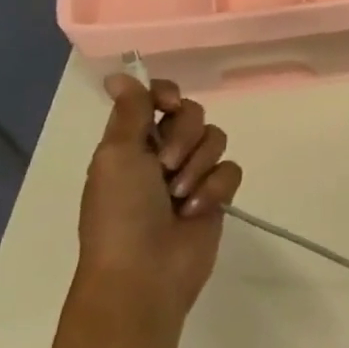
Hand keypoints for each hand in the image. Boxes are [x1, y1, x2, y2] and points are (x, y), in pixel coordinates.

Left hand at [77, 74, 243, 323]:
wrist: (145, 272)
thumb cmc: (121, 214)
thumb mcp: (117, 157)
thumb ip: (129, 113)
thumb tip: (119, 75)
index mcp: (131, 143)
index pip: (158, 98)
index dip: (168, 95)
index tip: (170, 102)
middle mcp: (162, 153)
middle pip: (193, 115)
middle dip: (184, 137)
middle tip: (166, 165)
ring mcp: (192, 174)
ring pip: (216, 140)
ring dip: (198, 166)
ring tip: (180, 196)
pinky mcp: (217, 194)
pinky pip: (231, 170)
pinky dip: (215, 188)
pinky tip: (197, 210)